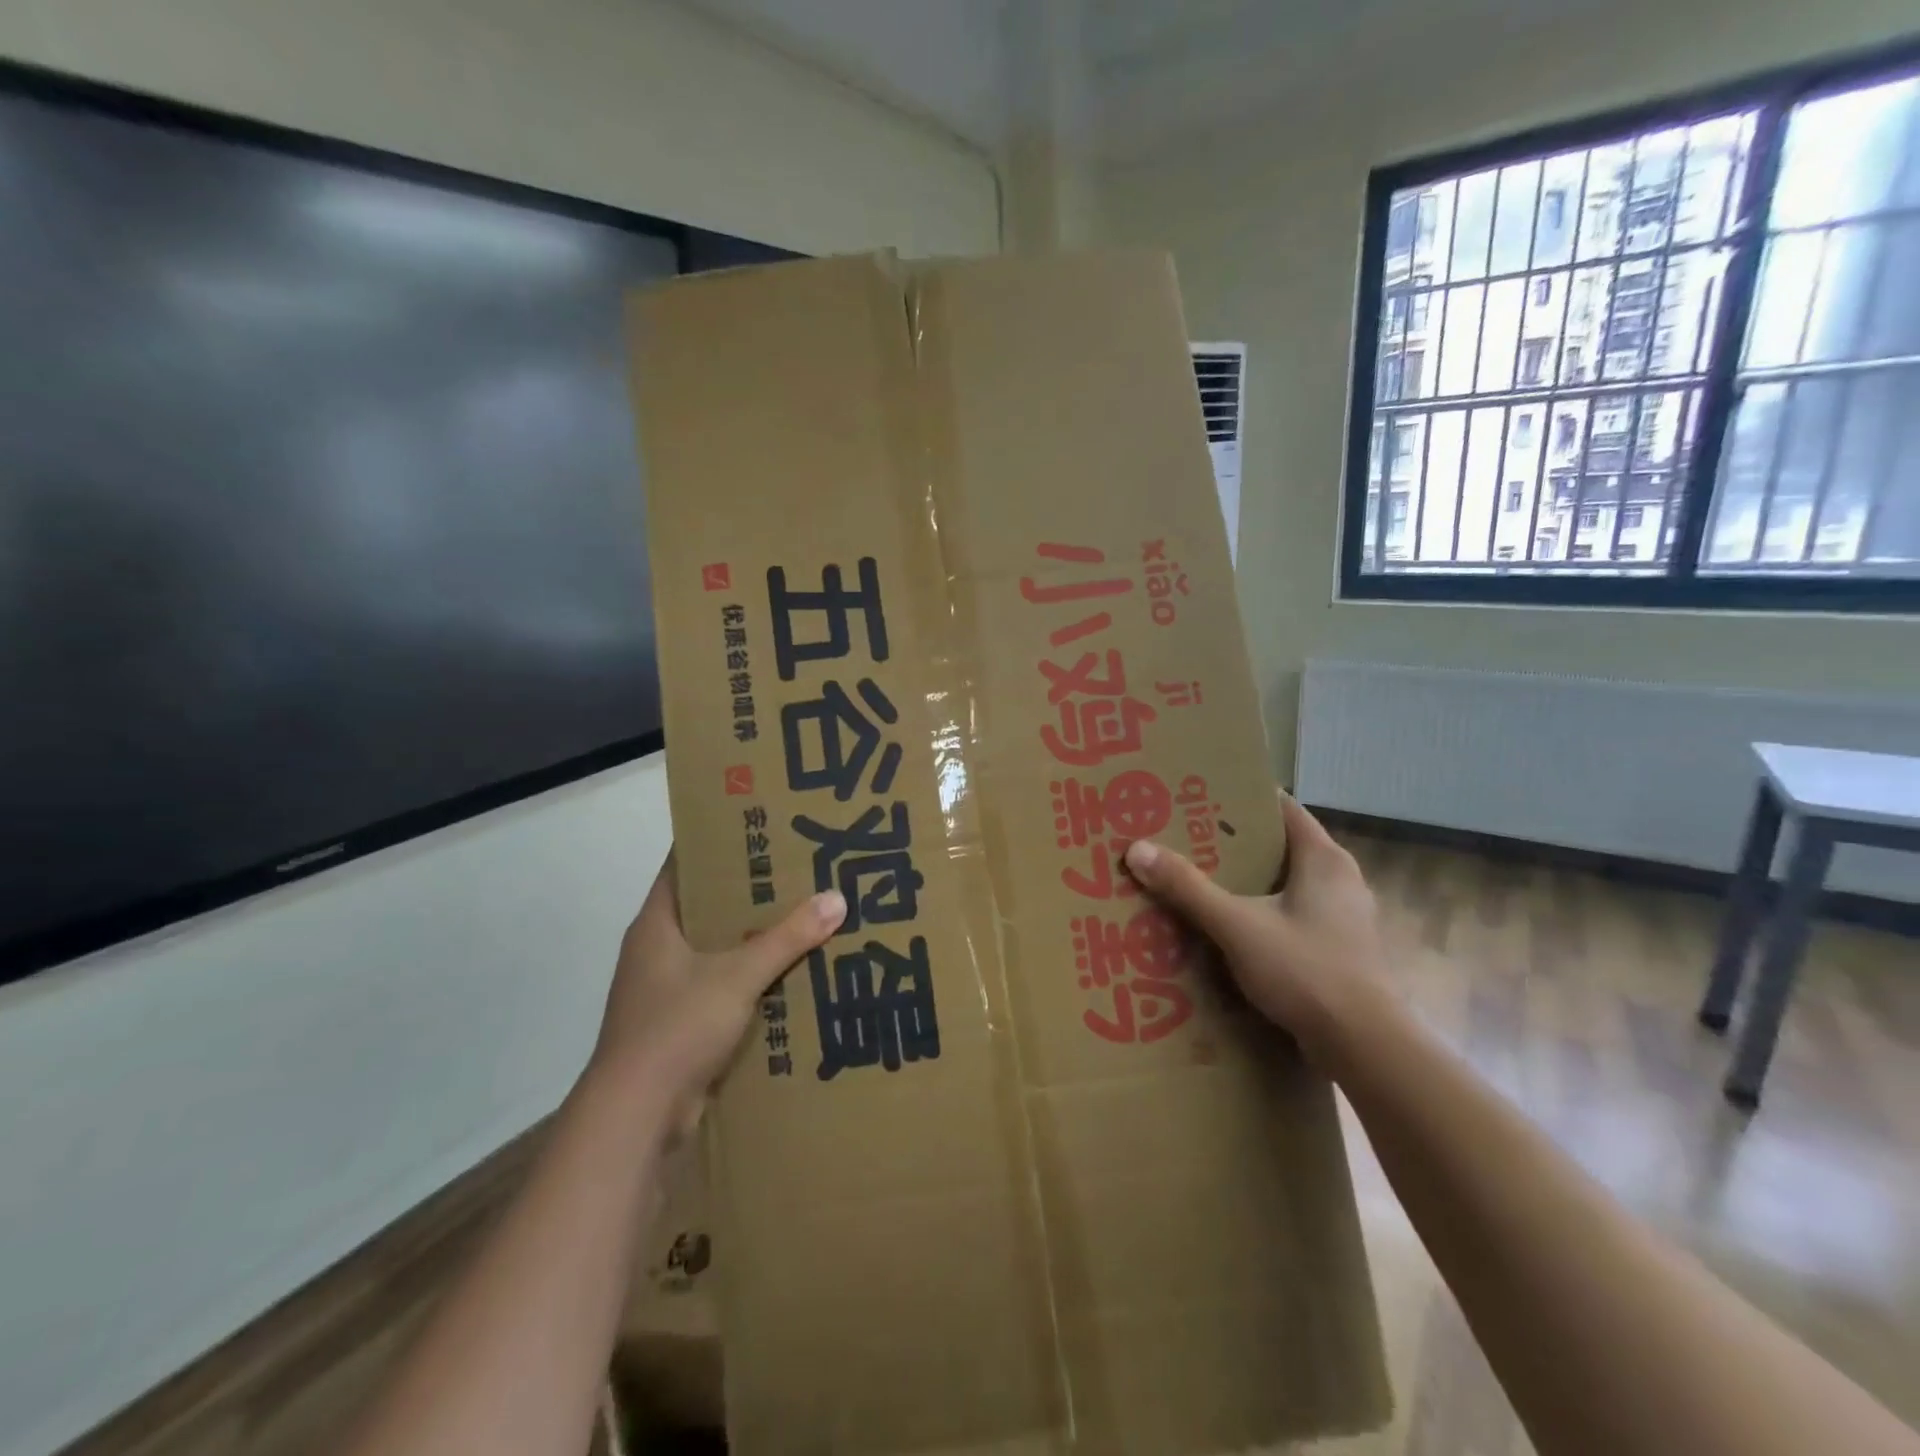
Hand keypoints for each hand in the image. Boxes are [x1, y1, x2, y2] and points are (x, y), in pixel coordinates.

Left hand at [590, 851, 845, 1123]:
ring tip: (806, 918)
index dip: (719, 844)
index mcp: (656, 925)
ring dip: (755, 940)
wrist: (635, 1118)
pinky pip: (724, 989)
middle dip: (750, 893)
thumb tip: (836, 898)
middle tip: (799, 872)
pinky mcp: (681, 1025)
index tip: (762, 828)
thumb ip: (787, 938)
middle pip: (708, 908)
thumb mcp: (738, 976)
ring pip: (718, 951)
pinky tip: (793, 975)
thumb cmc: (676, 1028)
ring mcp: (667, 990)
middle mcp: (657, 951)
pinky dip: (753, 981)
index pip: (685, 866)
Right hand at [1123, 794, 1389, 1060]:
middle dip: (1235, 844)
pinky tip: (1232, 928)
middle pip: (1281, 846)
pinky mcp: (1341, 948)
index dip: (1241, 800)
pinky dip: (1264, 912)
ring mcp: (1345, 916)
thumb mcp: (1237, 926)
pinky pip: (1294, 915)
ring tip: (1201, 883)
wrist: (1366, 1047)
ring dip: (1249, 882)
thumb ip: (1188, 888)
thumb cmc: (1306, 971)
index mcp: (1324, 858)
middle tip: (1187, 841)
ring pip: (1287, 884)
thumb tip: (1138, 849)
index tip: (1199, 799)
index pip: (1282, 808)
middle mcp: (1341, 878)